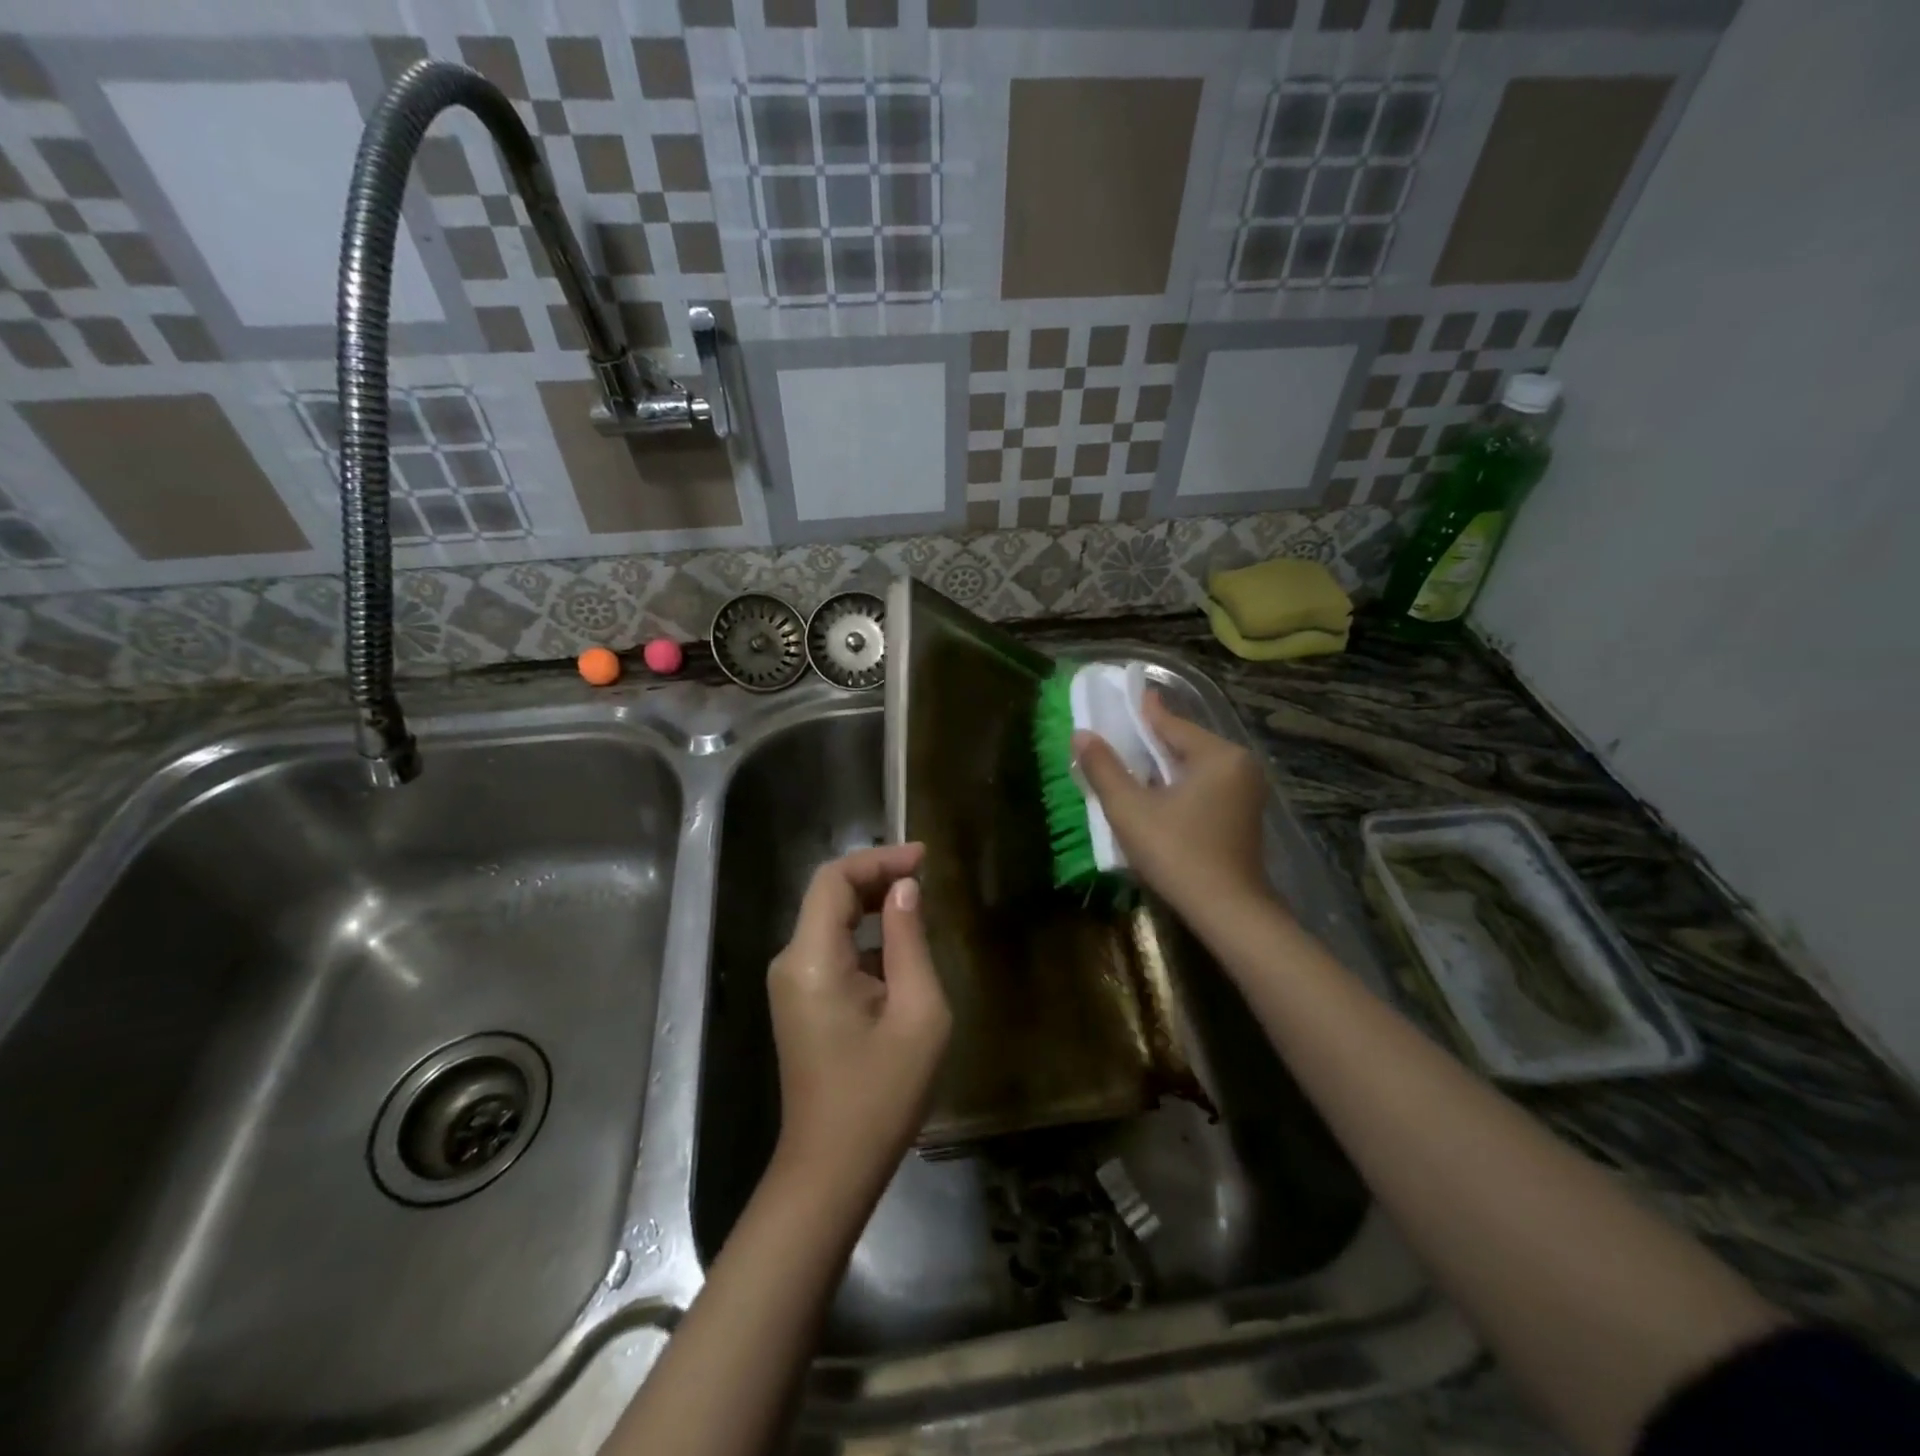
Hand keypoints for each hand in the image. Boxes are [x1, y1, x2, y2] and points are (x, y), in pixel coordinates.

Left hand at [767, 843, 951, 1197]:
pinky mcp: (800, 1001)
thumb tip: (906, 889)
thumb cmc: (881, 1095)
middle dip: (877, 877)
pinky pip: (831, 948)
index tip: (924, 858)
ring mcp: (791, 983)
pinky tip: (901, 947)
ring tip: (920, 903)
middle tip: (926, 875)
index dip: (879, 859)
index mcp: (812, 959)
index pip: (834, 879)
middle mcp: (791, 961)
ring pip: (830, 920)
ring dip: (872, 904)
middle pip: (829, 895)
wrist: (831, 1169)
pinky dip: (865, 935)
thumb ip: (910, 941)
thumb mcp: (917, 1013)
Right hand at [1073, 692, 1273, 927]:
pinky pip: (1207, 787)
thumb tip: (1081, 734)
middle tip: (1121, 735)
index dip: (1144, 712)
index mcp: (1218, 756)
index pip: (1172, 724)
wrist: (1228, 911)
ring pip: (1197, 767)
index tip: (1129, 695)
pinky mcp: (1245, 816)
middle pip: (1186, 744)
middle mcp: (1240, 766)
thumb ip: (1104, 769)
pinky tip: (1159, 794)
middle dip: (1152, 742)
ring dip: (1165, 766)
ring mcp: (1247, 793)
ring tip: (1132, 764)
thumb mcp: (1130, 809)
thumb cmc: (1177, 853)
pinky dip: (1181, 785)